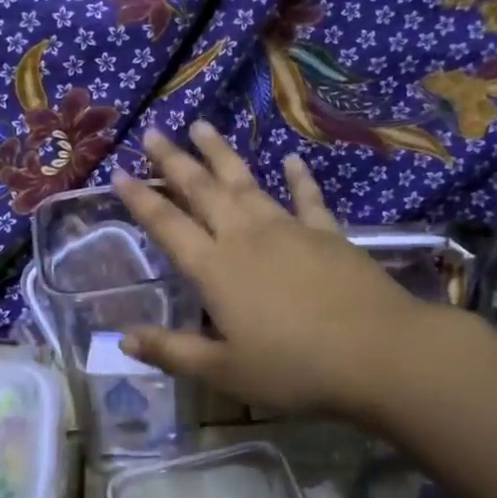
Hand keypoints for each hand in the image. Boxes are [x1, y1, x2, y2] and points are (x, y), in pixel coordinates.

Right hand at [111, 122, 433, 416]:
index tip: (119, 173)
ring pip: (246, 182)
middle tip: (154, 132)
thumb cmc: (294, 368)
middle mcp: (245, 236)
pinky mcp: (327, 232)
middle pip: (202, 190)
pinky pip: (307, 197)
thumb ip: (172, 351)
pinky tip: (291, 160)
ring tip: (202, 126)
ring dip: (221, 154)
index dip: (141, 198)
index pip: (167, 225)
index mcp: (215, 268)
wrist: (377, 352)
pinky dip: (298, 177)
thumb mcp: (225, 371)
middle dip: (175, 160)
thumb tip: (123, 338)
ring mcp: (289, 228)